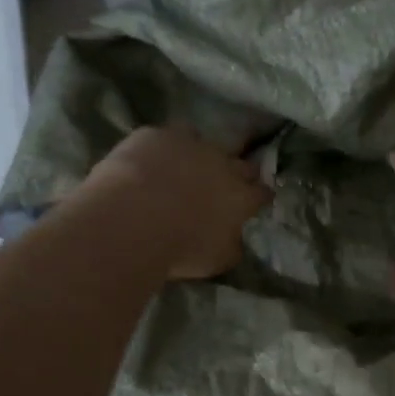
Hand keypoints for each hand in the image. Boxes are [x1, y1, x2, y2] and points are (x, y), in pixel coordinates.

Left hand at [79, 127, 270, 279]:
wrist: (133, 220)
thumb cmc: (180, 247)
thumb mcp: (216, 260)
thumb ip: (231, 246)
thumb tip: (236, 241)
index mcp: (240, 197)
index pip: (261, 192)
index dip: (259, 196)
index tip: (256, 201)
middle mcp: (222, 164)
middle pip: (241, 163)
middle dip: (239, 172)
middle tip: (225, 183)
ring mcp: (190, 145)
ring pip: (203, 141)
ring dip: (199, 152)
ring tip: (184, 165)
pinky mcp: (157, 135)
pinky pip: (165, 137)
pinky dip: (162, 147)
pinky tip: (149, 159)